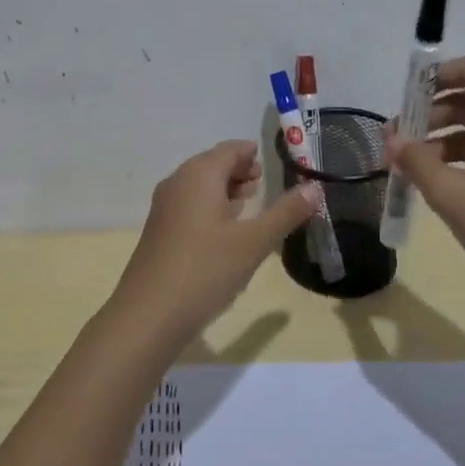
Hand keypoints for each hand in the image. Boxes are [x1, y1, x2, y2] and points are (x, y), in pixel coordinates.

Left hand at [109, 140, 318, 351]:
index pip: (230, 150)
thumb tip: (315, 187)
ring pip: (200, 186)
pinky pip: (189, 206)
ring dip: (224, 189)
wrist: (149, 315)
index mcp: (199, 175)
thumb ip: (285, 212)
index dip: (251, 153)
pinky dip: (210, 207)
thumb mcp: (254, 242)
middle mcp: (178, 182)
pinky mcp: (160, 232)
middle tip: (263, 182)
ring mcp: (165, 208)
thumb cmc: (205, 270)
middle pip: (212, 164)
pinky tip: (225, 231)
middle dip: (239, 170)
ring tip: (249, 203)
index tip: (271, 162)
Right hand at [383, 56, 464, 296]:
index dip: (438, 74)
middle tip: (398, 140)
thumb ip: (416, 161)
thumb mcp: (451, 195)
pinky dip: (461, 157)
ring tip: (411, 166)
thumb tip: (393, 138)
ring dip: (442, 138)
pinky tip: (439, 184)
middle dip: (430, 112)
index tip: (407, 98)